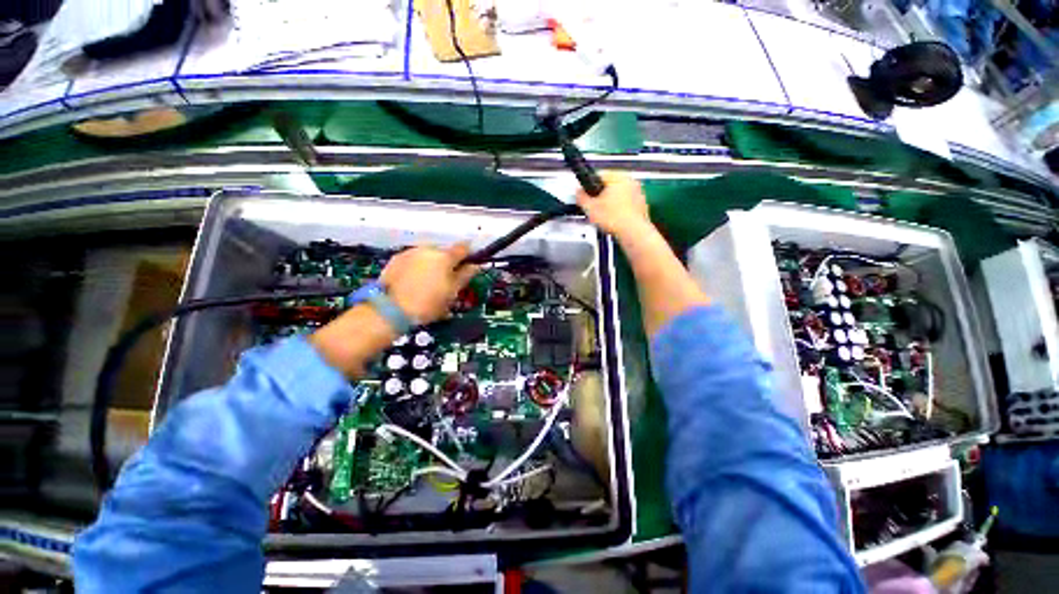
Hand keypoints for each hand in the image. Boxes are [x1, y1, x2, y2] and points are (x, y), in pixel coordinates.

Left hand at [380, 243, 479, 323]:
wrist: (390, 310)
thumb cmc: (428, 303)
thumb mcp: (452, 292)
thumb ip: (465, 276)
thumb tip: (476, 266)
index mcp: (445, 256)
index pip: (463, 248)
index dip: (469, 255)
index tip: (470, 263)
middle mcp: (428, 249)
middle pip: (444, 251)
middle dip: (448, 262)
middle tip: (448, 279)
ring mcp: (410, 252)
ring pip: (428, 255)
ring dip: (432, 264)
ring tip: (430, 282)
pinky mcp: (396, 259)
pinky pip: (413, 259)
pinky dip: (418, 266)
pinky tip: (415, 281)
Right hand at [575, 172, 651, 238]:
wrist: (633, 232)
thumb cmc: (615, 219)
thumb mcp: (590, 208)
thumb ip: (581, 197)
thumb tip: (578, 191)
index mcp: (618, 177)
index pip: (598, 176)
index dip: (589, 186)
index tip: (585, 195)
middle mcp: (630, 181)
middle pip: (610, 185)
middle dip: (601, 195)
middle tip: (594, 207)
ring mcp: (638, 193)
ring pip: (619, 195)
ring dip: (611, 203)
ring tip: (604, 215)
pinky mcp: (642, 205)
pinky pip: (627, 204)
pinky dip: (620, 210)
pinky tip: (614, 220)